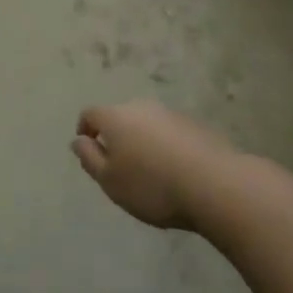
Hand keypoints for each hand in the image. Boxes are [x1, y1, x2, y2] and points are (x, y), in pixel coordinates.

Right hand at [72, 100, 237, 230]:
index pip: (90, 114)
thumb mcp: (110, 181)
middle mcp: (141, 107)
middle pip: (120, 116)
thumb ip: (89, 158)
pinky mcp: (195, 126)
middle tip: (120, 166)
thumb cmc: (152, 185)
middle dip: (116, 136)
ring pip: (147, 124)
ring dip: (143, 141)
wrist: (214, 185)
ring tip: (150, 171)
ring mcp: (170, 114)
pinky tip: (175, 171)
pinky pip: (170, 133)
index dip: (85, 129)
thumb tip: (78, 140)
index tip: (89, 150)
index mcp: (115, 117)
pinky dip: (166, 146)